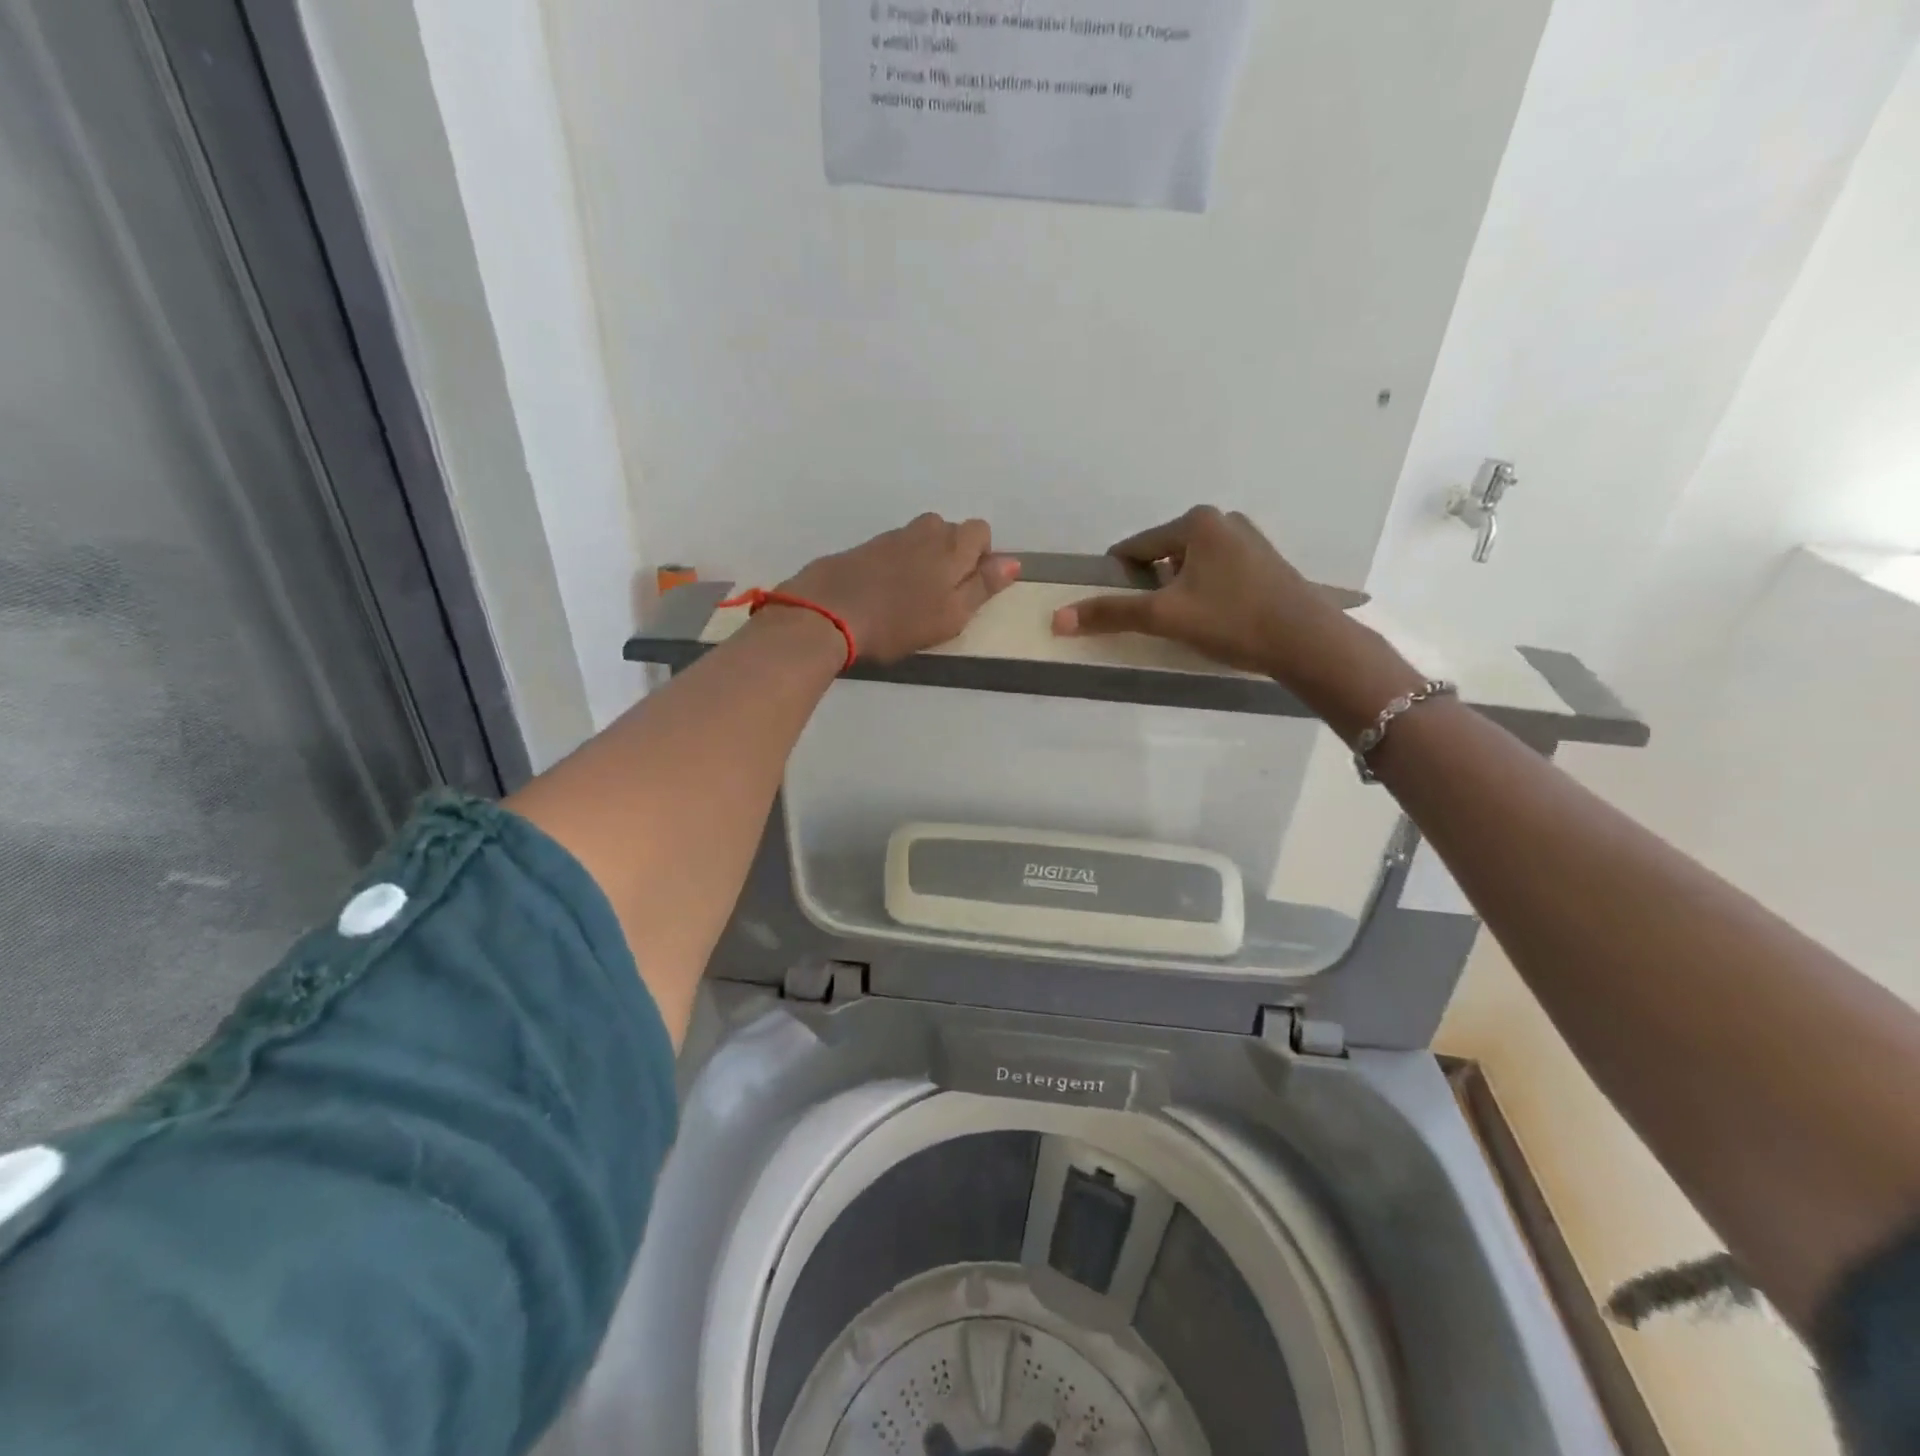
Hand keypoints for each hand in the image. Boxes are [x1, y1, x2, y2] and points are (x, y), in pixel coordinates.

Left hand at [780, 513, 1019, 664]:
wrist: (828, 612)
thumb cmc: (899, 621)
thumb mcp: (951, 615)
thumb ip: (982, 587)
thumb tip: (1013, 562)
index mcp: (951, 547)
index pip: (980, 531)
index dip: (980, 556)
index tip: (968, 587)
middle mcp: (924, 532)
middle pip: (950, 531)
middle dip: (952, 555)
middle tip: (940, 595)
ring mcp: (891, 537)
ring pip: (921, 538)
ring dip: (924, 558)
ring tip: (912, 595)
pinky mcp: (864, 547)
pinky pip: (894, 549)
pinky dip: (897, 564)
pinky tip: (885, 592)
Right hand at [1051, 506, 1420, 733]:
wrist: (1308, 642)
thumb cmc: (1232, 620)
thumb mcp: (1165, 616)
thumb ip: (1112, 614)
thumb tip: (1057, 619)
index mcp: (1196, 522)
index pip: (1135, 548)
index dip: (1118, 579)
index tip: (1117, 609)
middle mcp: (1222, 520)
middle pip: (1163, 555)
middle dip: (1153, 587)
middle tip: (1157, 622)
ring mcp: (1248, 540)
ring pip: (1191, 566)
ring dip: (1179, 592)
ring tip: (1187, 625)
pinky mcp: (1265, 562)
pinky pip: (1217, 573)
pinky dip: (1205, 593)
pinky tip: (1216, 620)